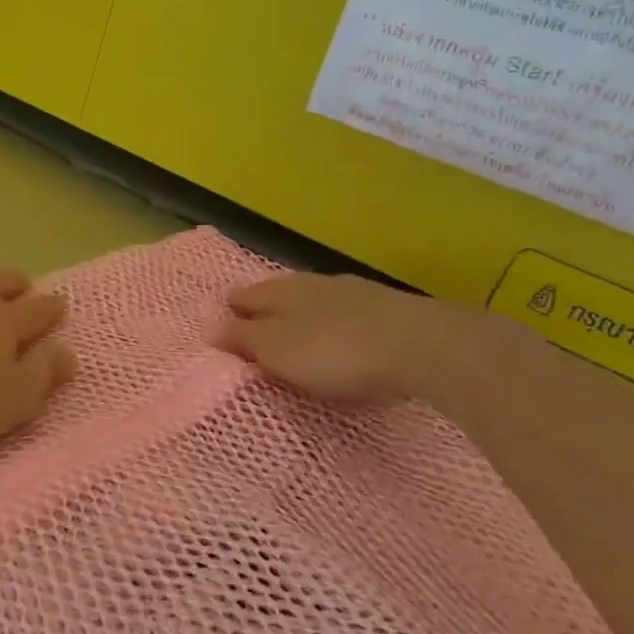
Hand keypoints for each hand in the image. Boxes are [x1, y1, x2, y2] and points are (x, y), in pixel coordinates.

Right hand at [216, 273, 473, 403]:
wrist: (423, 346)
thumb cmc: (334, 350)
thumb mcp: (276, 350)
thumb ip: (242, 339)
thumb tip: (210, 328)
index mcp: (279, 290)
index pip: (241, 297)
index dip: (228, 315)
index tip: (221, 339)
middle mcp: (312, 283)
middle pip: (277, 297)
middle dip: (264, 317)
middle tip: (256, 346)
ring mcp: (353, 293)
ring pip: (313, 304)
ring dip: (301, 322)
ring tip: (296, 347)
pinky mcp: (386, 310)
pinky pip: (345, 318)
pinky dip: (334, 331)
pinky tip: (340, 346)